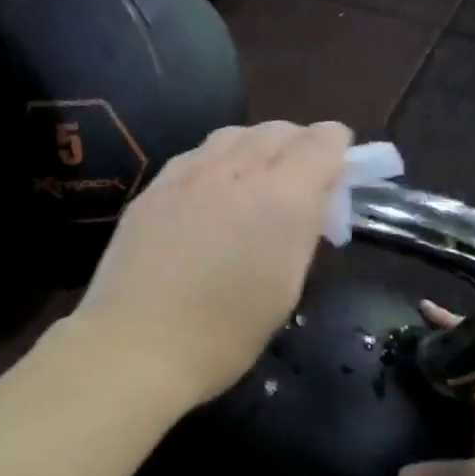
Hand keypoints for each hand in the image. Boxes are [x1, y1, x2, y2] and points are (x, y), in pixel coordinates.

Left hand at [71, 121, 354, 407]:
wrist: (136, 344)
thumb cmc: (224, 335)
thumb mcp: (285, 288)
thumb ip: (301, 232)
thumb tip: (309, 204)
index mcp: (282, 198)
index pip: (321, 142)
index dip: (336, 148)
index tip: (337, 170)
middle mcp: (237, 171)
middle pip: (277, 130)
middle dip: (298, 145)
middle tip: (299, 181)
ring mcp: (188, 175)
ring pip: (233, 135)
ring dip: (255, 147)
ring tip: (254, 180)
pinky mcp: (153, 188)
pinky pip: (195, 156)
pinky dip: (215, 162)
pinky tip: (209, 192)